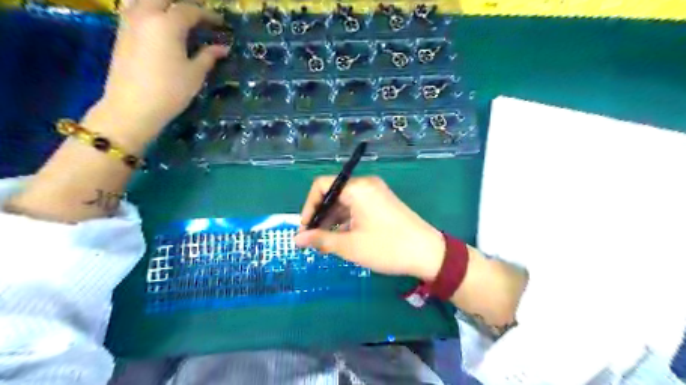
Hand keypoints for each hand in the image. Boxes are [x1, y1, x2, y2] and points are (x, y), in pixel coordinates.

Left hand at [84, 1, 228, 150]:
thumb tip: (223, 48)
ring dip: (161, 4)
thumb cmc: (170, 90)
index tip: (220, 23)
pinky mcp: (120, 32)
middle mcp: (145, 14)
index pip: (190, 10)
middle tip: (198, 15)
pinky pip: (133, 8)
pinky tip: (158, 23)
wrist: (133, 106)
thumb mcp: (195, 74)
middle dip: (183, 5)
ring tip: (175, 15)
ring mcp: (129, 21)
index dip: (208, 15)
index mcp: (167, 24)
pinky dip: (147, 9)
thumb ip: (208, 56)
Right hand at [293, 176, 444, 280]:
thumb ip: (321, 239)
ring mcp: (376, 193)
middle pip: (333, 195)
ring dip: (333, 221)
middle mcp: (366, 185)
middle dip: (320, 217)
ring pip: (345, 203)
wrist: (429, 253)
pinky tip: (342, 238)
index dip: (309, 207)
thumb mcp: (350, 246)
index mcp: (357, 188)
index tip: (304, 229)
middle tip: (313, 240)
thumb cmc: (387, 248)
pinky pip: (357, 207)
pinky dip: (346, 221)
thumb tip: (297, 239)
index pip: (322, 186)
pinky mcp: (382, 203)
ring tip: (326, 244)